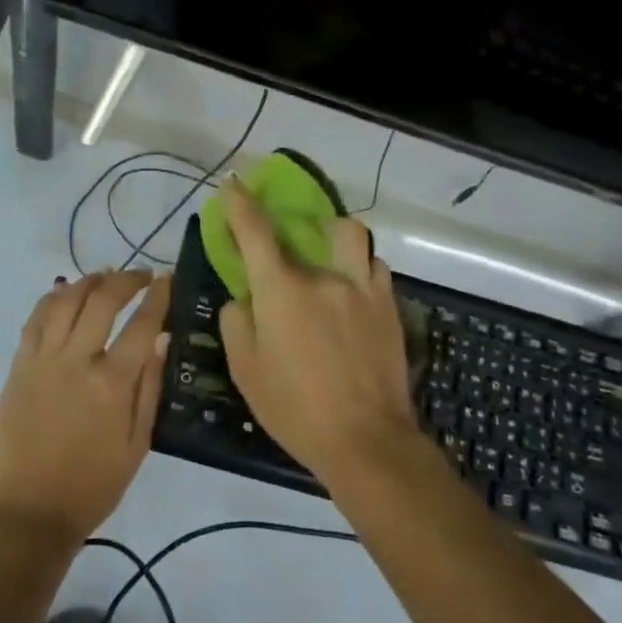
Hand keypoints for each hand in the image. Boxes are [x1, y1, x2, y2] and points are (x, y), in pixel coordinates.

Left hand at [0, 270, 171, 549]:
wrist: (29, 514)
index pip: (141, 324)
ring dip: (88, 281)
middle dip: (126, 279)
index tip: (167, 279)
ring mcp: (42, 360)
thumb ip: (149, 389)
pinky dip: (52, 299)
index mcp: (112, 383)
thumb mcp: (136, 445)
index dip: (158, 296)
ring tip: (105, 276)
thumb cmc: (92, 486)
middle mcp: (76, 361)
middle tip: (142, 275)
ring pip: (65, 301)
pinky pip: (35, 320)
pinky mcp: (18, 367)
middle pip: (102, 301)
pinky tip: (65, 293)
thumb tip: (161, 342)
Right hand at [216, 178, 417, 484]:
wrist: (366, 440)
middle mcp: (324, 277)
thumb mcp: (245, 369)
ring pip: (352, 237)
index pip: (255, 232)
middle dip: (291, 225)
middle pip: (308, 228)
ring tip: (327, 260)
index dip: (240, 203)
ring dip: (334, 238)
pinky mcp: (388, 306)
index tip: (232, 183)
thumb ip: (236, 322)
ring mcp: (363, 288)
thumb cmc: (294, 408)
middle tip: (286, 240)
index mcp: (282, 290)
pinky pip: (374, 268)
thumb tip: (243, 298)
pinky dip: (359, 267)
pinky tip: (352, 291)